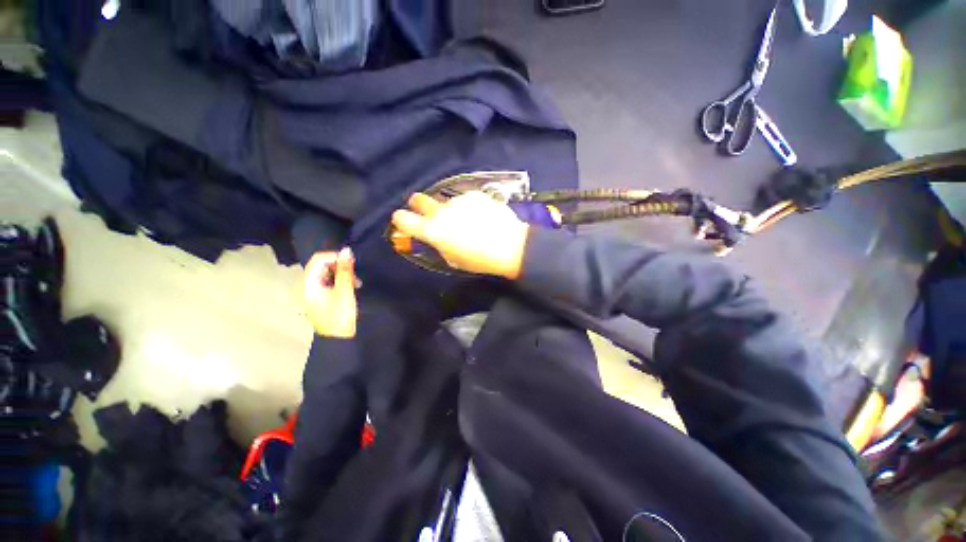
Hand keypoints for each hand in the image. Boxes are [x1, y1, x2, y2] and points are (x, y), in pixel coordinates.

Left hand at [304, 247, 357, 337]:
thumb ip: (345, 270)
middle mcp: (305, 286)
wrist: (339, 339)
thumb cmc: (340, 315)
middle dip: (340, 267)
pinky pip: (328, 282)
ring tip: (356, 282)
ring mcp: (311, 292)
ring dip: (342, 274)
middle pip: (321, 266)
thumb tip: (347, 250)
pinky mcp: (318, 298)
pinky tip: (351, 287)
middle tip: (355, 275)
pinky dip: (339, 281)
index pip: (318, 259)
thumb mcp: (345, 291)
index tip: (352, 262)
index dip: (335, 257)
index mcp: (307, 284)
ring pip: (326, 274)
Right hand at [391, 191, 528, 279]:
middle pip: (417, 199)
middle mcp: (441, 212)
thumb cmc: (479, 259)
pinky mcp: (474, 194)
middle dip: (418, 205)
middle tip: (430, 214)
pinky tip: (482, 215)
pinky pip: (465, 199)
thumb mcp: (453, 259)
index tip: (407, 222)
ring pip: (446, 201)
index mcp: (432, 231)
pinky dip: (468, 206)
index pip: (402, 218)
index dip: (401, 220)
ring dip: (451, 209)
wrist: (510, 246)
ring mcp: (458, 200)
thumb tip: (433, 237)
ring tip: (469, 221)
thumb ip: (438, 245)